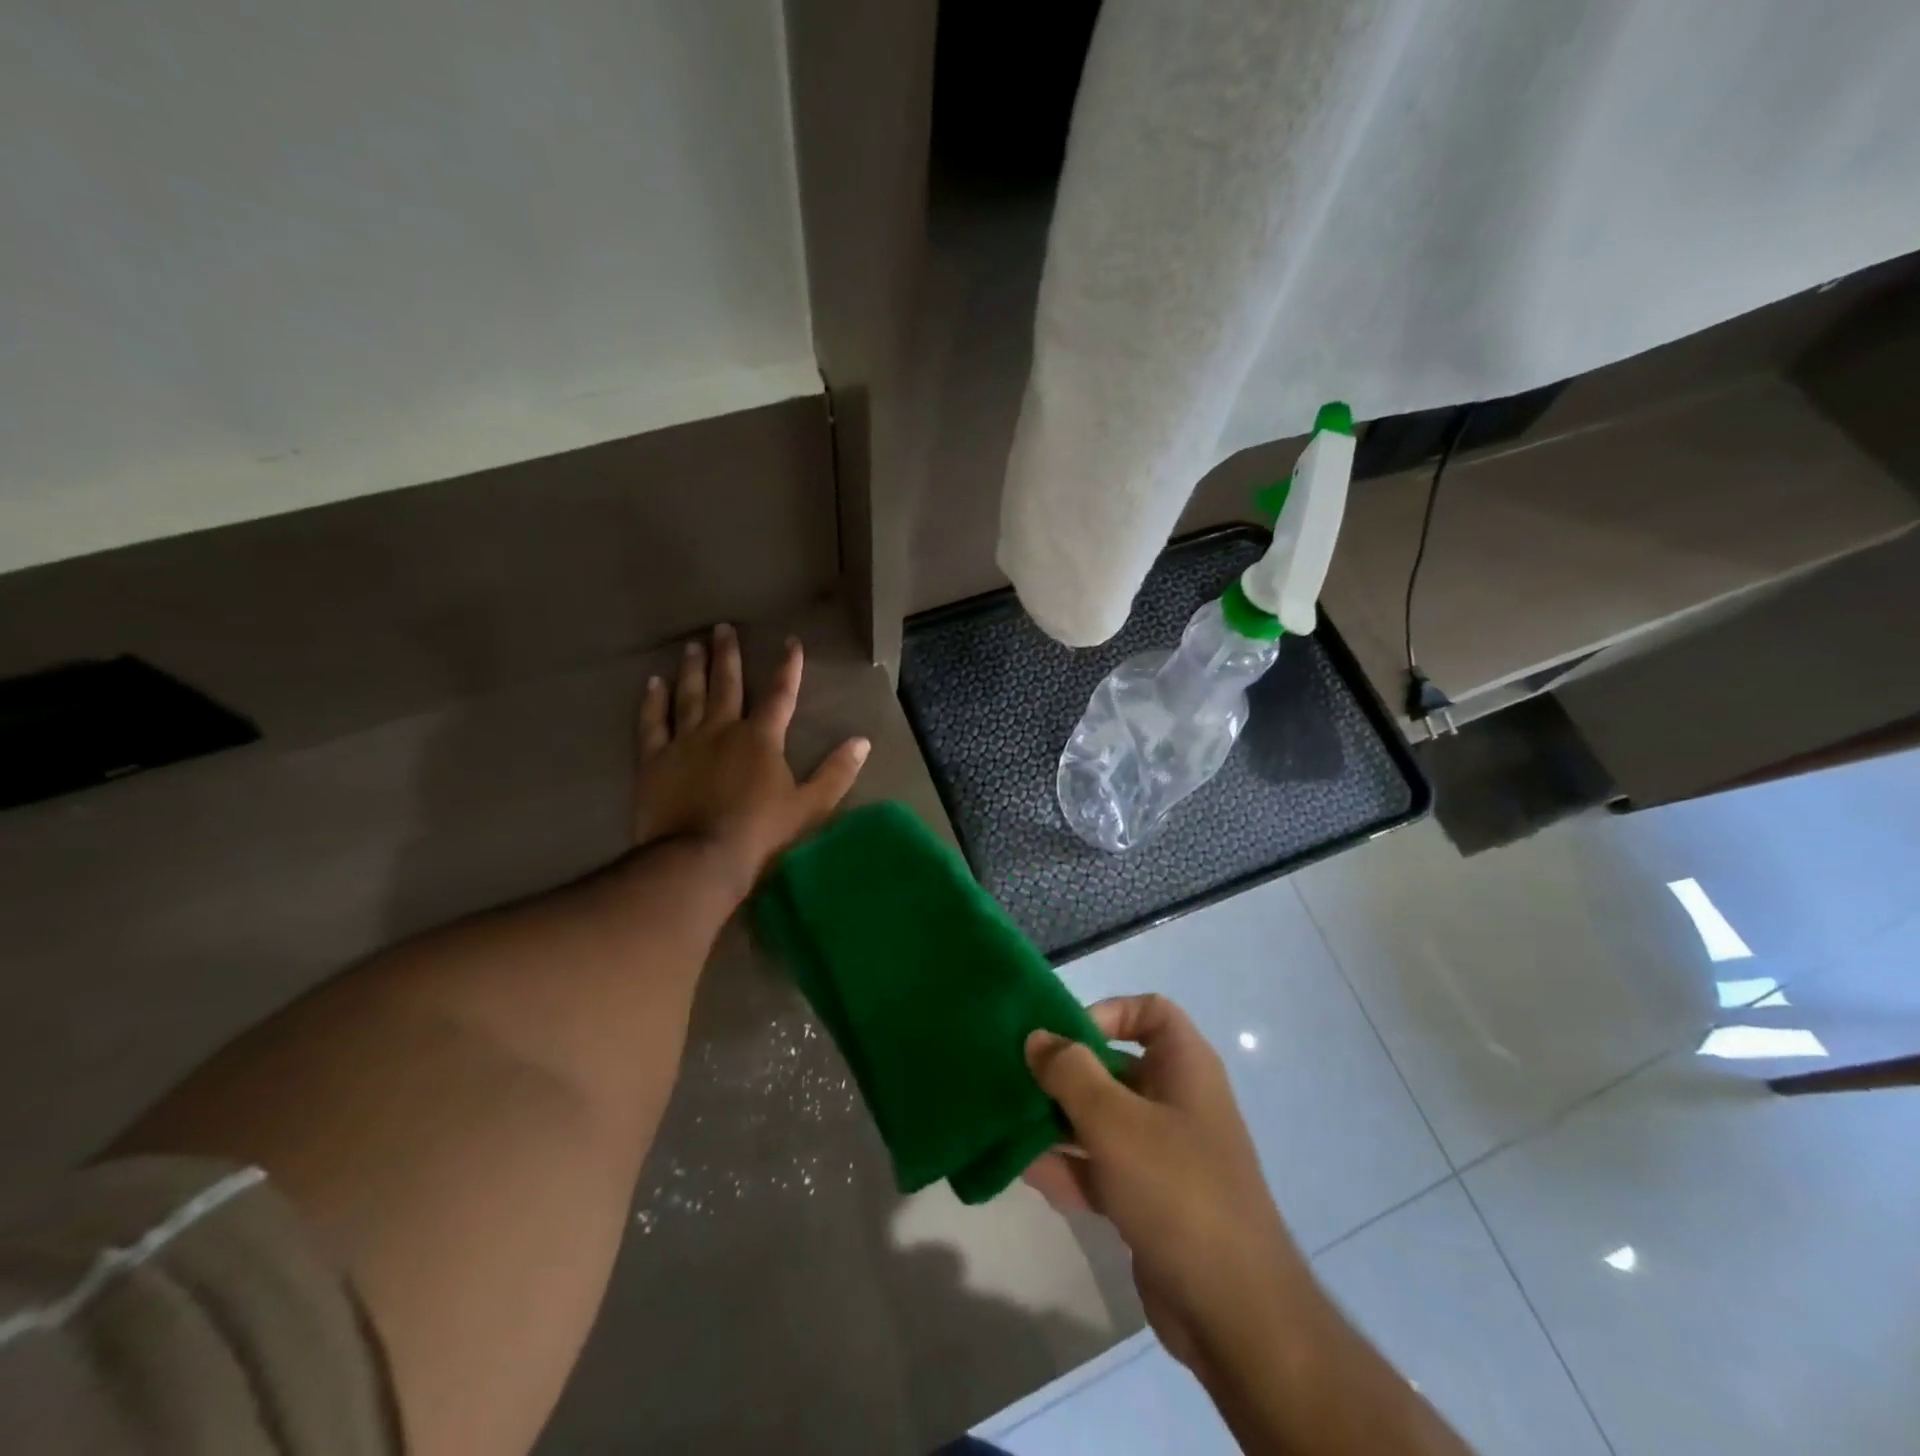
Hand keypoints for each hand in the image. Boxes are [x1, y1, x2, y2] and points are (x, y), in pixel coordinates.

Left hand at [632, 625, 868, 888]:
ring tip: (692, 645)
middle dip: (728, 655)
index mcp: (761, 738)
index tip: (791, 641)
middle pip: (727, 684)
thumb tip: (863, 742)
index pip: (780, 694)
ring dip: (692, 669)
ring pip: (689, 696)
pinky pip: (652, 723)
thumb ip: (836, 772)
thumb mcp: (810, 806)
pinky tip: (652, 683)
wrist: (699, 859)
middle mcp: (722, 729)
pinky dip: (652, 702)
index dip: (788, 667)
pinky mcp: (655, 760)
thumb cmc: (760, 833)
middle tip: (722, 627)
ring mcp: (685, 741)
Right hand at [1023, 996, 1304, 1380]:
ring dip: (1058, 1120)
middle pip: (1115, 1066)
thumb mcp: (1114, 1121)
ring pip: (1103, 1120)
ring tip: (1008, 1119)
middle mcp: (1176, 1101)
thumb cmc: (1176, 1189)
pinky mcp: (1148, 1200)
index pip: (1150, 1012)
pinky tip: (1023, 1168)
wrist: (1232, 1312)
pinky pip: (1101, 1167)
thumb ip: (1070, 1072)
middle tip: (1016, 1078)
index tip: (1066, 1037)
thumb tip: (1037, 1037)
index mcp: (1185, 1067)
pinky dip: (1068, 1165)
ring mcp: (1163, 1153)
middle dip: (1066, 1072)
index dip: (1108, 1013)